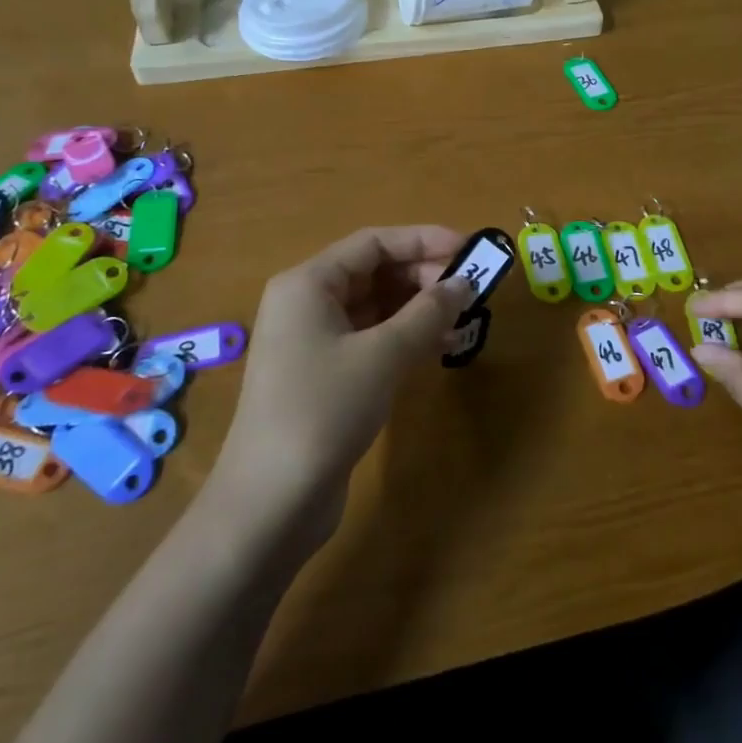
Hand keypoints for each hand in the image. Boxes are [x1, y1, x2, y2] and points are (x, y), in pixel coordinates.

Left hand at [205, 226, 472, 549]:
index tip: (470, 249)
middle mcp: (307, 303)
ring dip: (420, 309)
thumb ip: (428, 312)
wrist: (271, 502)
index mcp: (308, 283)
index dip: (424, 240)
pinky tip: (443, 348)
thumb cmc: (323, 410)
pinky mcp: (325, 375)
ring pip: (377, 307)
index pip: (374, 243)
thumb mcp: (383, 355)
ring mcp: (314, 341)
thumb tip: (464, 282)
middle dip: (424, 276)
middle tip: (470, 290)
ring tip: (465, 319)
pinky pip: (372, 339)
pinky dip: (406, 338)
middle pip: (375, 272)